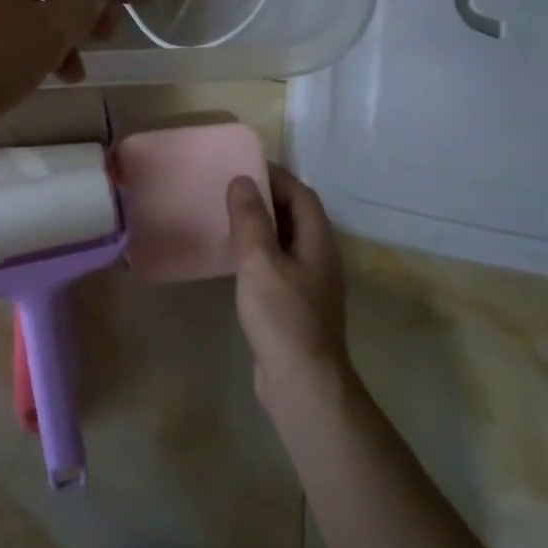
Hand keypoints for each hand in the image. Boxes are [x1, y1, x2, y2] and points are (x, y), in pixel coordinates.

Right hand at [228, 166, 349, 402]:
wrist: (301, 383)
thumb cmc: (282, 317)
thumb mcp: (260, 262)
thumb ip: (251, 220)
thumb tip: (242, 180)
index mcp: (318, 242)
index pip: (302, 195)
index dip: (276, 176)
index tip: (244, 165)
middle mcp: (320, 258)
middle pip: (296, 216)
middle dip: (267, 198)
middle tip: (230, 188)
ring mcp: (310, 284)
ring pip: (286, 241)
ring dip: (261, 225)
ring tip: (227, 216)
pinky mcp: (295, 305)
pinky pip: (277, 265)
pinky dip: (258, 252)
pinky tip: (234, 258)